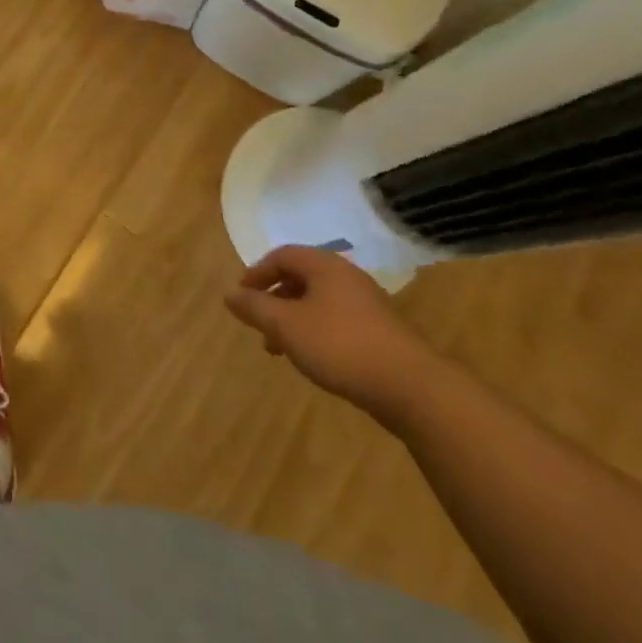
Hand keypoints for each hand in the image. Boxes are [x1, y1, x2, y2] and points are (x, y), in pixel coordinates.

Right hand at [224, 246, 439, 419]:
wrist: (411, 387)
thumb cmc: (340, 346)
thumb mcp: (286, 326)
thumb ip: (254, 308)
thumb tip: (229, 294)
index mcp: (324, 266)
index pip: (282, 255)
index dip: (257, 273)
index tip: (242, 297)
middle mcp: (346, 277)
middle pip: (300, 278)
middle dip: (274, 299)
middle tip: (258, 324)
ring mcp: (367, 304)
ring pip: (317, 302)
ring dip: (292, 319)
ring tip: (279, 349)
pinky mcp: (380, 331)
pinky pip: (336, 320)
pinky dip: (315, 331)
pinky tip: (312, 358)